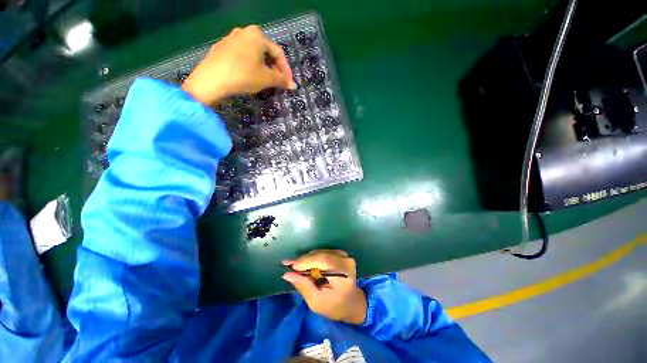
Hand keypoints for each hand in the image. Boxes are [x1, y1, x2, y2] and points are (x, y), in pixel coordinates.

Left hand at [182, 25, 295, 104]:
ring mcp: (231, 38)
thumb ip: (281, 80)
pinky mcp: (222, 48)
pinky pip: (243, 56)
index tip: (289, 82)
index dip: (286, 69)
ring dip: (263, 67)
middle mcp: (244, 32)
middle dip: (274, 68)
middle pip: (266, 51)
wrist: (212, 79)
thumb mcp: (266, 79)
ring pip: (254, 54)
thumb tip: (294, 85)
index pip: (278, 52)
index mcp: (257, 35)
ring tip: (266, 81)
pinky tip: (250, 76)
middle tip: (278, 82)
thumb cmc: (244, 75)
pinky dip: (251, 65)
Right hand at [282, 250, 366, 324]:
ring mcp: (344, 255)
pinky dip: (312, 258)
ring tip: (294, 265)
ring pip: (320, 252)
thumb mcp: (317, 302)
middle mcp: (345, 259)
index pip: (323, 260)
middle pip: (320, 254)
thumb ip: (303, 286)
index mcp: (343, 272)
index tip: (290, 266)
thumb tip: (287, 274)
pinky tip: (304, 264)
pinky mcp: (340, 254)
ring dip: (306, 258)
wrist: (352, 303)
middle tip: (287, 264)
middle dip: (303, 260)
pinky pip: (323, 253)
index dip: (306, 261)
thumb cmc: (336, 307)